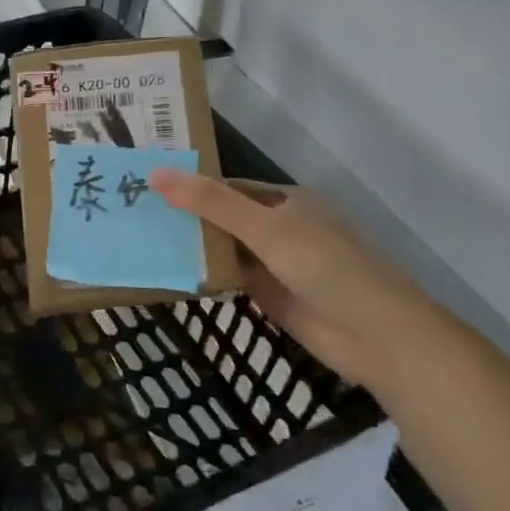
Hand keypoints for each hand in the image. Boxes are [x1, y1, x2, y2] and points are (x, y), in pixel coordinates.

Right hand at [149, 171, 433, 393]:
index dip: (191, 185)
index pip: (228, 186)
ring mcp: (275, 263)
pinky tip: (168, 273)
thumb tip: (156, 174)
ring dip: (192, 247)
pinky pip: (229, 278)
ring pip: (225, 249)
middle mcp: (280, 227)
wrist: (377, 335)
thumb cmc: (325, 267)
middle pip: (223, 217)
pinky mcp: (270, 295)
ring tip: (139, 240)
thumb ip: (211, 202)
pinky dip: (204, 275)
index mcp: (286, 201)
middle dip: (186, 217)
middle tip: (132, 213)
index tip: (146, 186)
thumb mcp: (265, 228)